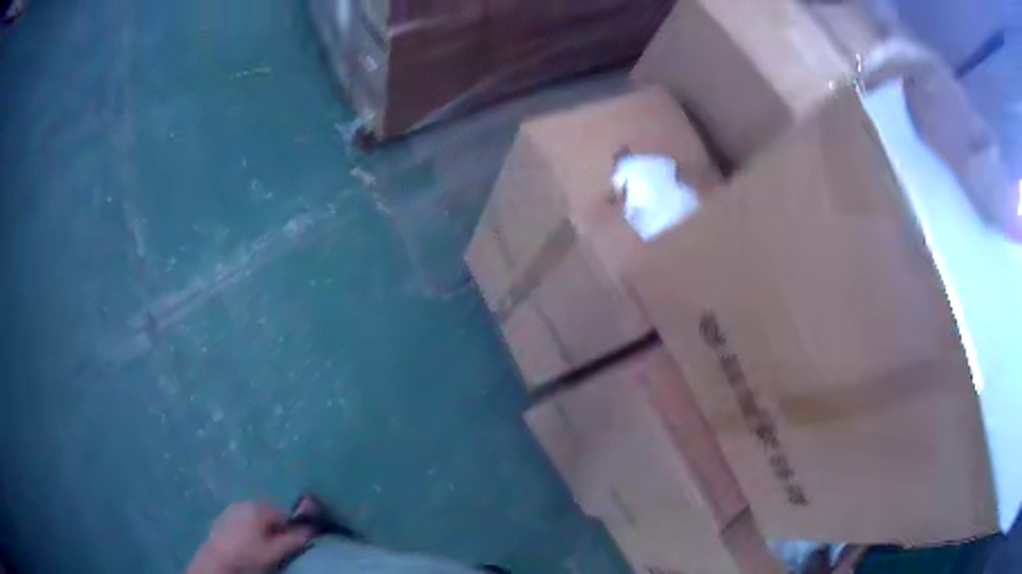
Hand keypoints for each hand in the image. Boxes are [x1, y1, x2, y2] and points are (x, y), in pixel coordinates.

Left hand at [187, 502, 311, 573]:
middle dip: (277, 526)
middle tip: (280, 545)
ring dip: (263, 527)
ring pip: (255, 515)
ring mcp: (232, 508)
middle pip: (269, 512)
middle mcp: (245, 502)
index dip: (293, 526)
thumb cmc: (248, 555)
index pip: (285, 512)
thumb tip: (312, 529)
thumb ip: (294, 539)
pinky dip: (250, 527)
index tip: (296, 540)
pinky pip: (243, 518)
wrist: (216, 560)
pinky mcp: (223, 516)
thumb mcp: (275, 552)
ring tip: (264, 545)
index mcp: (259, 508)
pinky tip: (248, 542)